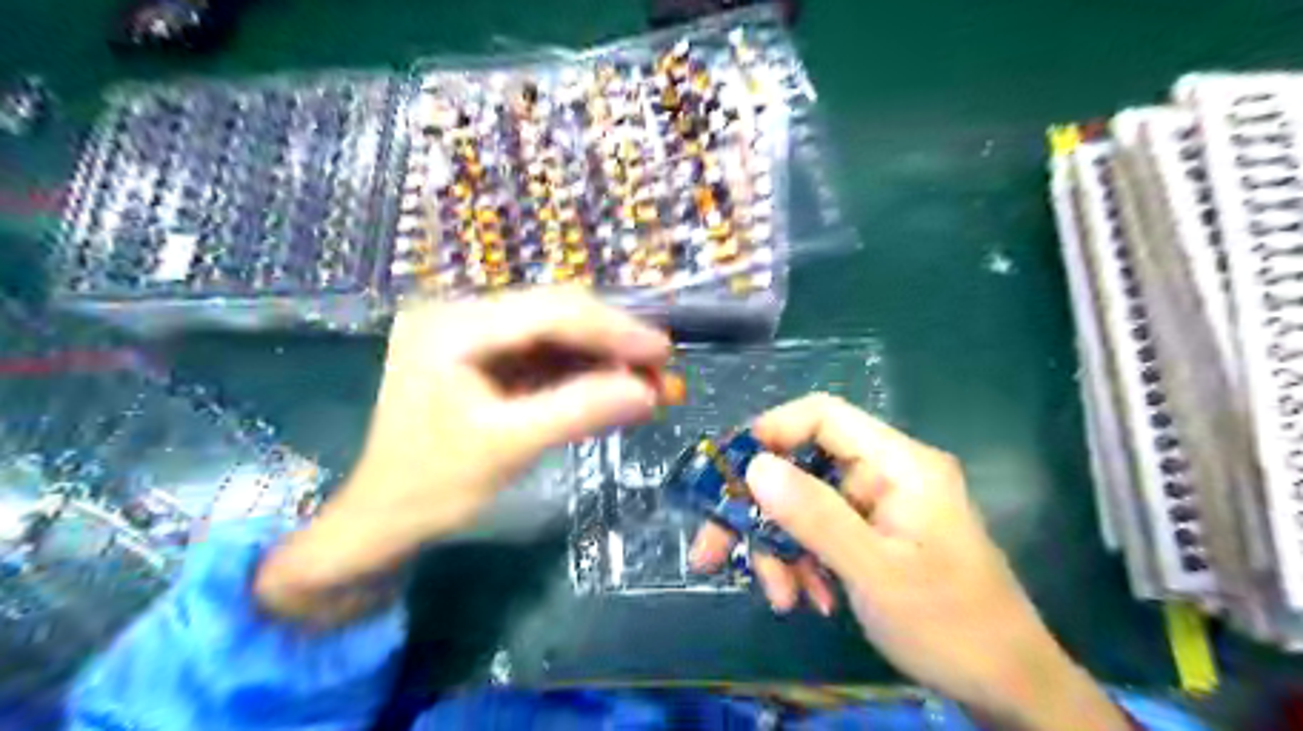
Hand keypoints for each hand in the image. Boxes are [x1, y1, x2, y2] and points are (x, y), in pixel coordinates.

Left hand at [259, 289, 676, 618]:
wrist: (383, 519)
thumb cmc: (432, 486)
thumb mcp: (508, 447)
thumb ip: (578, 412)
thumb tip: (649, 393)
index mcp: (452, 326)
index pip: (549, 312)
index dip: (613, 330)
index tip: (663, 351)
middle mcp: (461, 316)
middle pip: (556, 316)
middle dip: (614, 345)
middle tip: (663, 371)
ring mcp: (473, 336)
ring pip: (557, 336)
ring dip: (605, 361)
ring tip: (651, 384)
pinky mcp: (485, 359)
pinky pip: (545, 358)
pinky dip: (583, 376)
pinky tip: (616, 391)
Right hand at [692, 396, 1131, 729]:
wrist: (1009, 690)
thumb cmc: (951, 625)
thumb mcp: (876, 572)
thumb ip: (816, 516)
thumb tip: (755, 467)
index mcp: (899, 463)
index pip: (824, 416)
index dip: (771, 431)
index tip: (728, 470)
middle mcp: (886, 474)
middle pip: (804, 466)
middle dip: (761, 510)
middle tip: (715, 549)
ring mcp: (879, 507)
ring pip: (805, 505)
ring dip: (782, 547)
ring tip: (782, 595)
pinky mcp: (874, 536)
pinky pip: (821, 533)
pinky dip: (804, 562)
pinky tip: (808, 599)